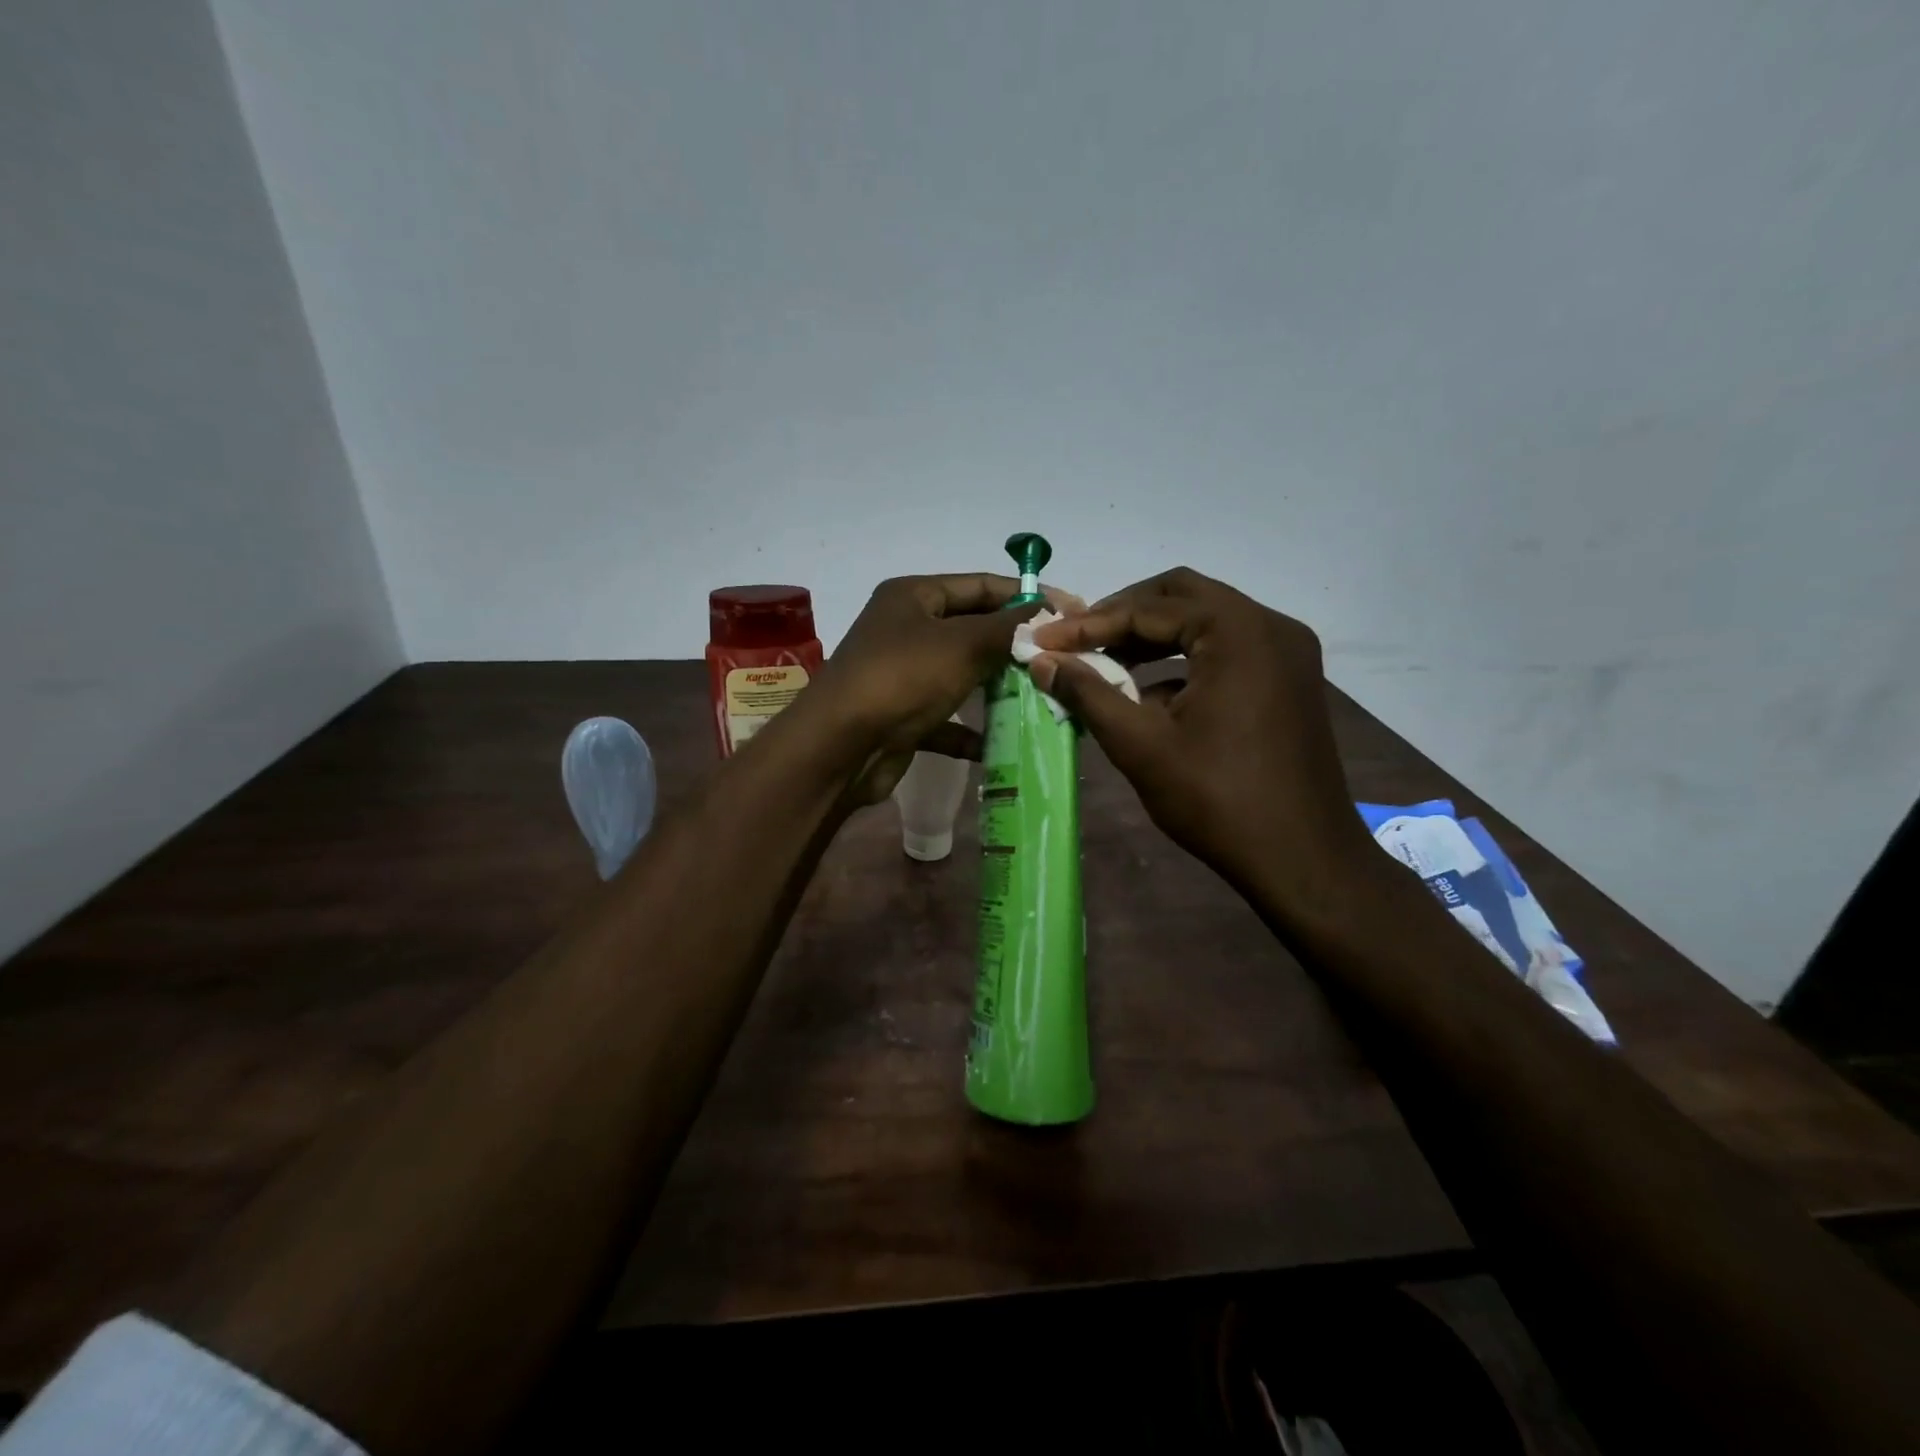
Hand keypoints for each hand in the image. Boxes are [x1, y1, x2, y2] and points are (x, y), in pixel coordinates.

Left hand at [802, 573, 1075, 803]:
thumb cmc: (902, 678)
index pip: (980, 585)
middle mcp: (906, 629)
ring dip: (998, 688)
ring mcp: (903, 674)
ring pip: (962, 675)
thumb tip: (1049, 611)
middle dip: (1014, 646)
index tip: (1070, 612)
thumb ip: (1009, 627)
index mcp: (914, 596)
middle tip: (1060, 659)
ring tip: (1043, 697)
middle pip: (973, 630)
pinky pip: (946, 718)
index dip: (1025, 596)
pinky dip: (970, 730)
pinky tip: (1001, 744)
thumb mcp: (963, 644)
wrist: (840, 747)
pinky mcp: (902, 716)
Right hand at [1028, 567, 1377, 910]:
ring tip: (1105, 664)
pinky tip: (1148, 696)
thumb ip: (1089, 694)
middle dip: (1124, 615)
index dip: (1090, 624)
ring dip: (1153, 638)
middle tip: (1078, 640)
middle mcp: (1270, 626)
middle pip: (1182, 597)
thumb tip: (1042, 662)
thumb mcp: (1141, 745)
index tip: (1045, 642)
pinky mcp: (1289, 681)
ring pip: (1206, 622)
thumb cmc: (1218, 799)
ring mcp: (1287, 653)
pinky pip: (1227, 651)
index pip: (1149, 608)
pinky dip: (1184, 662)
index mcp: (1238, 631)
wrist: (1302, 860)